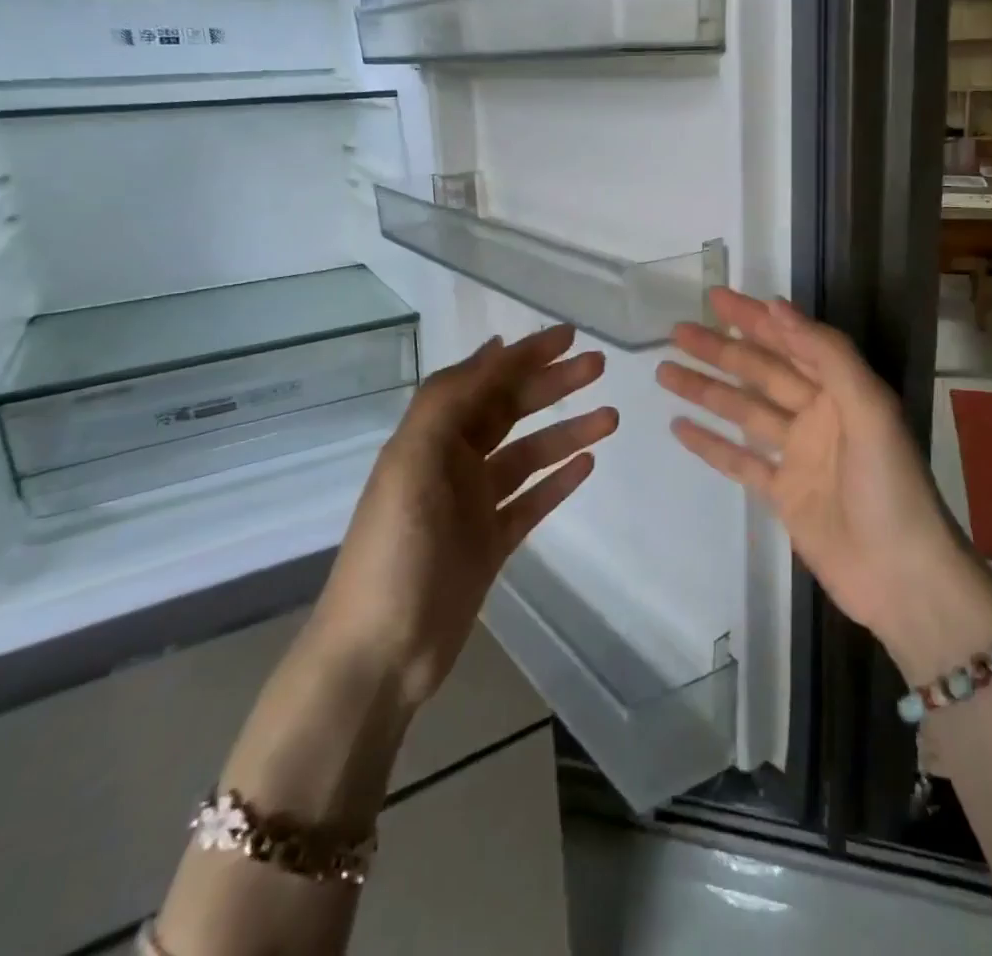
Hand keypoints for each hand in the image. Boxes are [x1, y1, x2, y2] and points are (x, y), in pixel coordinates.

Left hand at [315, 324, 618, 709]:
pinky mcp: (491, 543)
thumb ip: (450, 402)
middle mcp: (452, 463)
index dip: (524, 355)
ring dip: (566, 432)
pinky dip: (558, 481)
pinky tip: (587, 464)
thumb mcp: (413, 462)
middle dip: (552, 385)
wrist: (380, 654)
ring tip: (610, 417)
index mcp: (430, 438)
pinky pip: (532, 500)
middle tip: (598, 367)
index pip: (484, 381)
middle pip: (510, 411)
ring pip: (529, 455)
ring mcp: (474, 505)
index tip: (567, 336)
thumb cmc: (395, 550)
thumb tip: (495, 349)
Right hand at [656, 289, 991, 658]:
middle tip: (677, 331)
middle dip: (720, 350)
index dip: (755, 318)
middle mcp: (819, 414)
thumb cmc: (889, 487)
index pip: (792, 341)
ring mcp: (799, 456)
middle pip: (761, 372)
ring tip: (665, 371)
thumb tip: (777, 307)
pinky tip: (680, 427)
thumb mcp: (868, 410)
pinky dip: (711, 444)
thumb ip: (826, 355)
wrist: (901, 578)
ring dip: (707, 390)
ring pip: (744, 412)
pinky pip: (740, 461)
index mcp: (843, 390)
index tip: (717, 298)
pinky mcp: (784, 494)